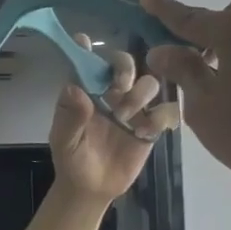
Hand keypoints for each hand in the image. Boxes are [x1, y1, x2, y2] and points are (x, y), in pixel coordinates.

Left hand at [48, 37, 182, 200]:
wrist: (92, 188)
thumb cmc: (72, 160)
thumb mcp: (64, 141)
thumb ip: (69, 117)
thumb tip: (74, 88)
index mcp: (87, 91)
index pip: (87, 62)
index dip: (86, 48)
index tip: (84, 41)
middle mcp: (111, 93)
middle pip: (126, 63)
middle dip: (125, 69)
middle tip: (120, 87)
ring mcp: (134, 108)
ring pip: (150, 82)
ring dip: (140, 94)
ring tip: (125, 119)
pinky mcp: (152, 126)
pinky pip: (166, 110)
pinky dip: (160, 118)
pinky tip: (144, 134)